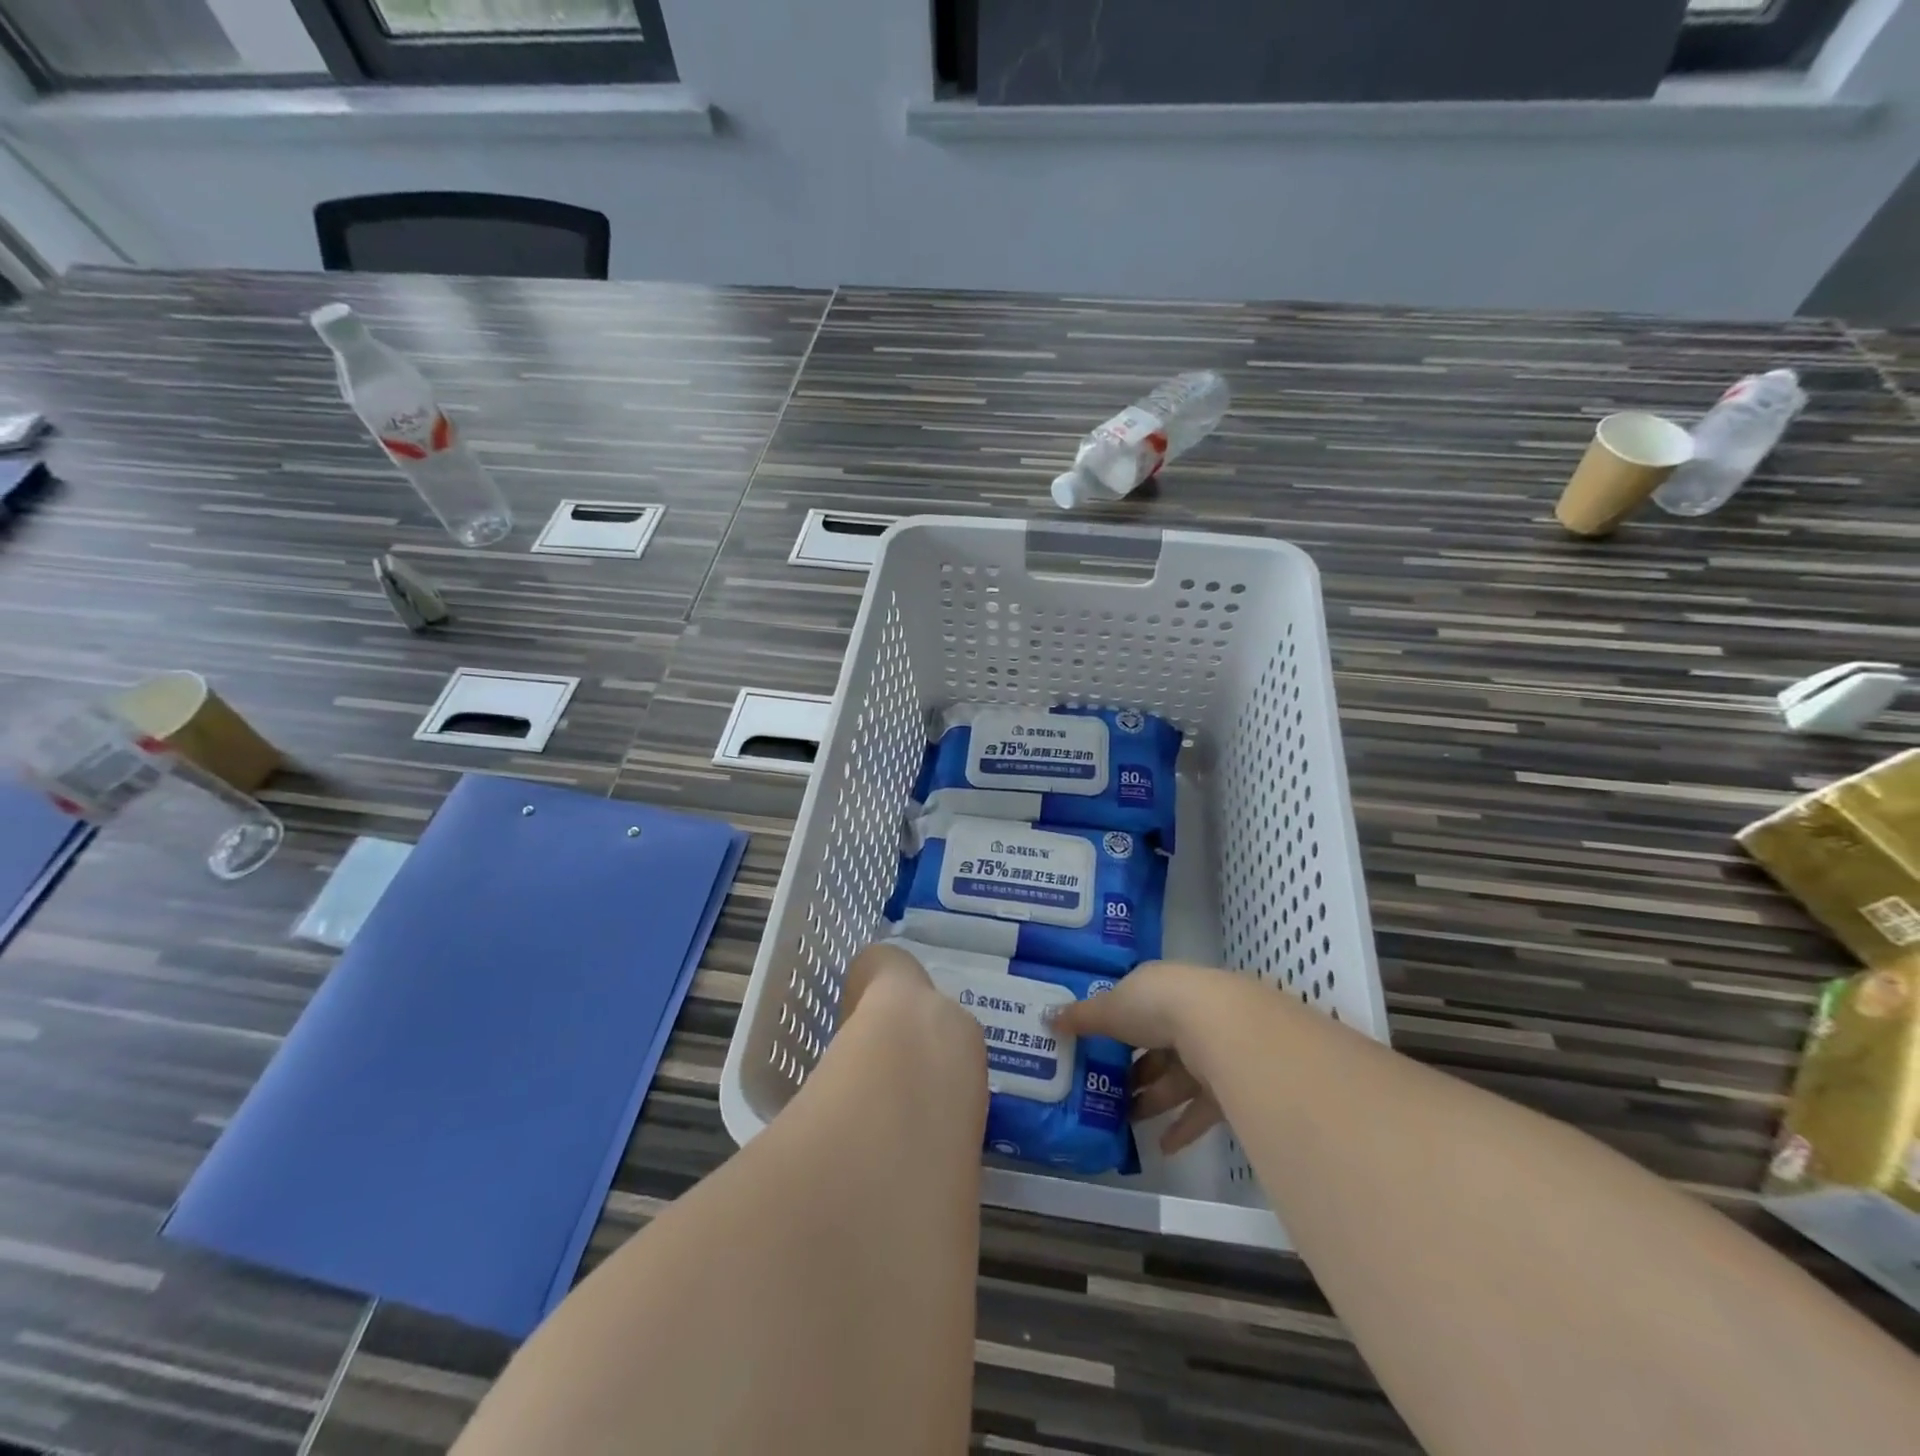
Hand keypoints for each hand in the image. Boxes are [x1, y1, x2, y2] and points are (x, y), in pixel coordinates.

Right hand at [1052, 961, 1244, 1155]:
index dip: (1114, 1027)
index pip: (1134, 1006)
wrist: (1220, 1027)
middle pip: (1155, 1045)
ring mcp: (1210, 1046)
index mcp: (1157, 988)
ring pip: (1176, 1077)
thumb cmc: (1156, 1006)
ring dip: (1153, 1100)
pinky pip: (1200, 1107)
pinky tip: (1163, 1148)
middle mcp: (1186, 1012)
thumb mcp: (1109, 1008)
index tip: (1093, 1049)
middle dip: (1133, 1070)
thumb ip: (1081, 1017)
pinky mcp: (1228, 1081)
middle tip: (1106, 1092)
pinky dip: (1182, 1127)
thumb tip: (1047, 1018)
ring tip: (1126, 1122)